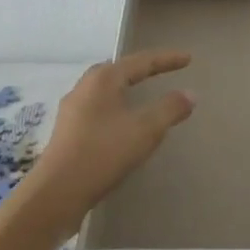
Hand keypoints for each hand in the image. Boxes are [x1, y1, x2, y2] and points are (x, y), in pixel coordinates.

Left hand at [23, 51, 195, 231]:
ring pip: (105, 90)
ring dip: (126, 88)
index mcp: (103, 79)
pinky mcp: (68, 130)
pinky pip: (98, 108)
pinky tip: (122, 122)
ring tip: (142, 93)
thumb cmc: (104, 152)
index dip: (166, 59)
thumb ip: (170, 109)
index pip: (141, 62)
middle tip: (162, 70)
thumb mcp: (145, 130)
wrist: (58, 191)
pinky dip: (117, 107)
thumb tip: (190, 94)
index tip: (188, 59)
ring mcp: (72, 109)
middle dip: (141, 69)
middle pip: (118, 70)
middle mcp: (84, 87)